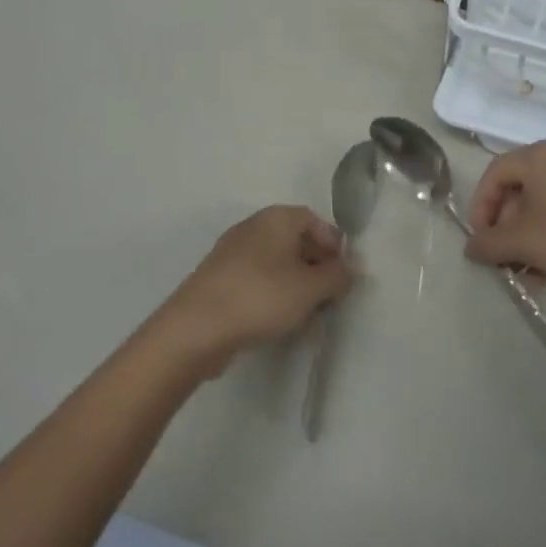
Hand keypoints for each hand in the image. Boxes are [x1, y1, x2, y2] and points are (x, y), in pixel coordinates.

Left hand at [159, 206, 352, 375]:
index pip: (314, 220)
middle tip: (328, 296)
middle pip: (294, 240)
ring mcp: (232, 253)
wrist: (195, 328)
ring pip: (275, 262)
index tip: (343, 273)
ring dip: (295, 284)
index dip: (333, 244)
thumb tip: (350, 268)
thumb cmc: (260, 297)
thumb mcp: (310, 288)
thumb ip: (337, 276)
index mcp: (276, 218)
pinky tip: (277, 321)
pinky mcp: (218, 279)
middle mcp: (253, 226)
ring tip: (306, 314)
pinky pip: (256, 280)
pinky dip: (271, 294)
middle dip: (315, 266)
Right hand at [467, 140, 545, 298]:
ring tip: (526, 275)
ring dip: (528, 240)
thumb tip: (471, 247)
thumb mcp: (525, 242)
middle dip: (506, 228)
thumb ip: (489, 243)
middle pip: (520, 190)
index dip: (480, 206)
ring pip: (544, 207)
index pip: (495, 173)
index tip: (479, 240)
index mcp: (541, 155)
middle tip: (503, 260)